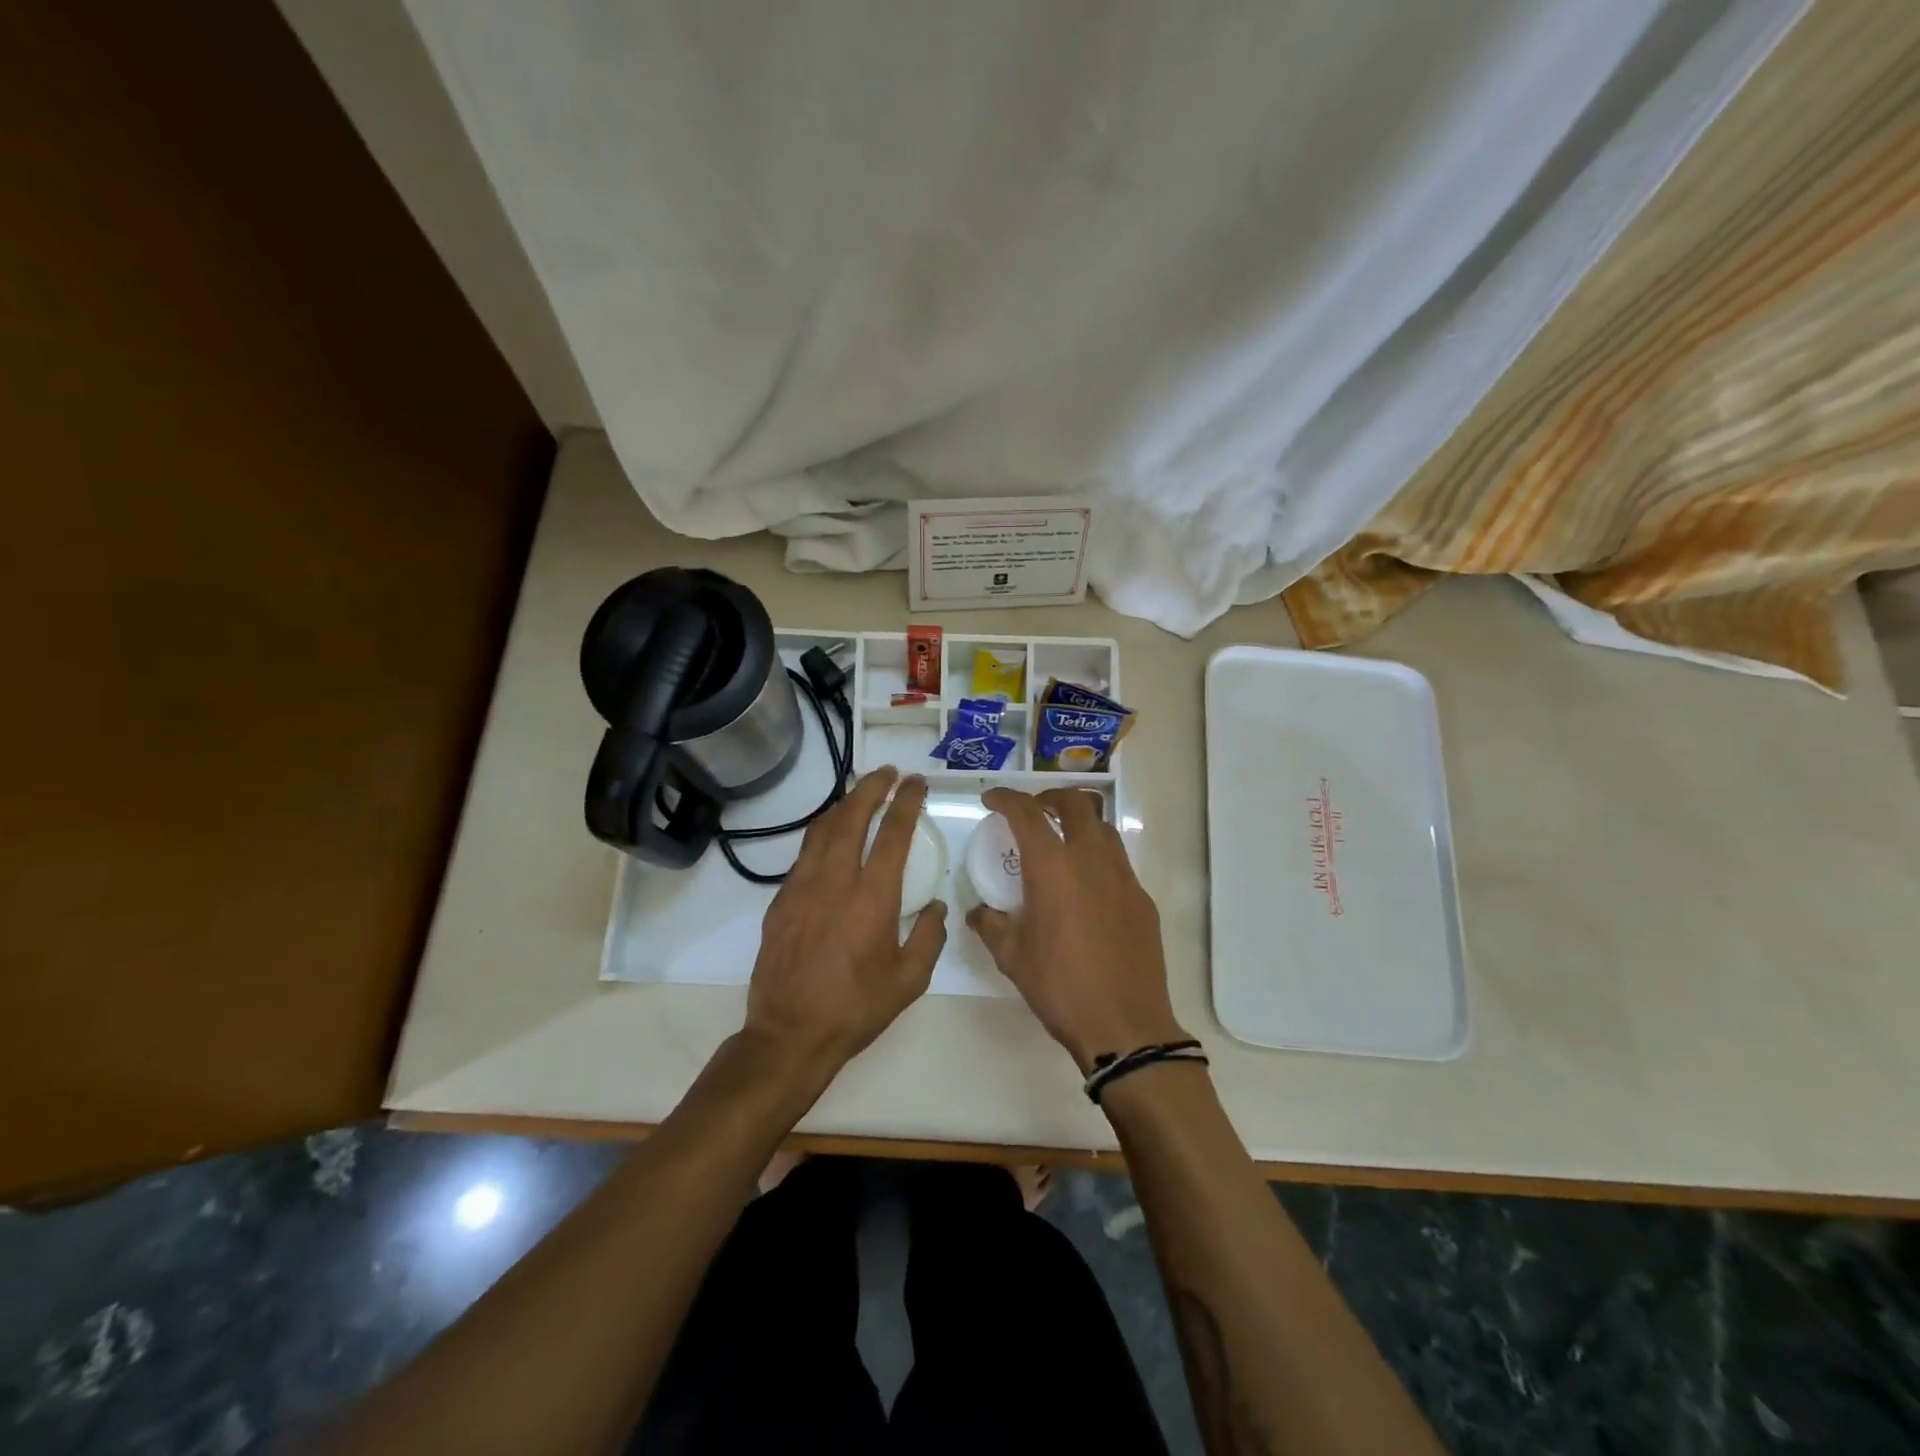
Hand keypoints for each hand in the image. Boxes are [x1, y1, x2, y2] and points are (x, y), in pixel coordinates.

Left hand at [743, 767, 946, 1076]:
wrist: (790, 1034)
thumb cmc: (856, 1009)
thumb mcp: (909, 981)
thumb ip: (929, 938)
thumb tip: (937, 908)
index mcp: (873, 898)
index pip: (893, 833)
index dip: (906, 801)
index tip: (916, 782)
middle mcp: (836, 881)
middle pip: (852, 816)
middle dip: (872, 787)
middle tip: (888, 774)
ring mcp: (802, 887)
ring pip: (822, 829)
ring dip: (844, 805)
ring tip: (860, 795)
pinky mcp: (780, 900)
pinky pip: (804, 854)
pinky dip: (822, 834)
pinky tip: (830, 838)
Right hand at [968, 787, 1187, 1073]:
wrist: (1125, 1024)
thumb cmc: (1060, 987)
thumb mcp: (1012, 957)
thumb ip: (991, 925)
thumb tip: (980, 912)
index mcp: (1052, 867)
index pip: (1026, 813)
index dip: (1006, 798)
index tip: (991, 799)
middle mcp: (1090, 859)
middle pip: (1075, 803)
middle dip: (1050, 797)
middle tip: (1033, 811)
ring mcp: (1122, 877)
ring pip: (1103, 827)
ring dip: (1079, 822)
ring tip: (1062, 842)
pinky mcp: (1142, 899)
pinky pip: (1118, 861)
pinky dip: (1098, 857)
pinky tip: (1087, 887)